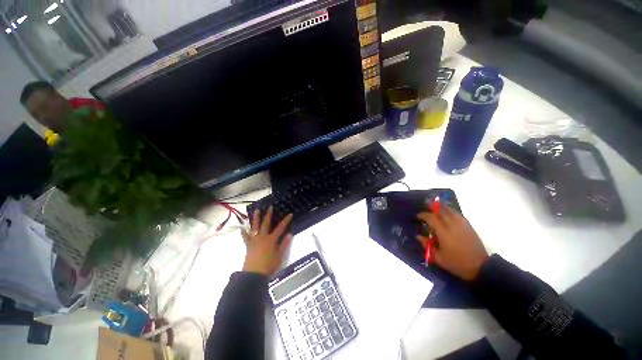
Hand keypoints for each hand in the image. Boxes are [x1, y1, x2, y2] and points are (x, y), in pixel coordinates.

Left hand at [241, 207, 293, 275]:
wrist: (254, 274)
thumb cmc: (269, 265)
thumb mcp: (279, 256)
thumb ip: (284, 244)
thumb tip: (290, 234)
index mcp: (271, 239)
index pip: (280, 228)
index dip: (286, 220)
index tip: (290, 214)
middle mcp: (262, 237)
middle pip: (266, 224)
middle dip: (268, 215)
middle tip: (270, 207)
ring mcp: (254, 240)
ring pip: (255, 227)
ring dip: (256, 218)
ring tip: (256, 210)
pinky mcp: (248, 245)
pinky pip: (245, 237)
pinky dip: (244, 232)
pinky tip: (242, 228)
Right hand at [416, 204, 488, 280]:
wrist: (480, 267)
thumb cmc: (457, 263)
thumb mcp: (438, 258)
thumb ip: (427, 245)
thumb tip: (418, 236)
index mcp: (443, 233)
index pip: (431, 219)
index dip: (423, 215)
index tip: (418, 215)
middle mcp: (452, 226)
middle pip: (441, 211)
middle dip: (432, 206)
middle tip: (425, 202)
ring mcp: (461, 225)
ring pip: (450, 211)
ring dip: (442, 206)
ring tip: (436, 203)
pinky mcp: (468, 226)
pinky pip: (458, 214)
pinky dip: (451, 210)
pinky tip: (448, 210)